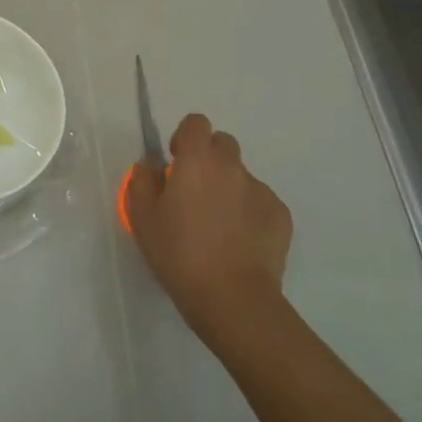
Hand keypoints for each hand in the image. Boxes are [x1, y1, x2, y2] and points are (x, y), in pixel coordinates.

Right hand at [122, 113, 292, 341]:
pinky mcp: (281, 216)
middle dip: (208, 159)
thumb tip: (150, 166)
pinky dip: (248, 213)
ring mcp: (261, 190)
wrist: (232, 297)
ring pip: (241, 176)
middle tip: (194, 193)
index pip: (196, 123)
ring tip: (217, 226)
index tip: (176, 162)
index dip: (185, 138)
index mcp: (197, 160)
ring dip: (227, 188)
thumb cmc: (179, 253)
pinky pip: (259, 202)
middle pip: (223, 144)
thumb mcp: (142, 218)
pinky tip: (238, 242)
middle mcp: (232, 167)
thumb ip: (141, 182)